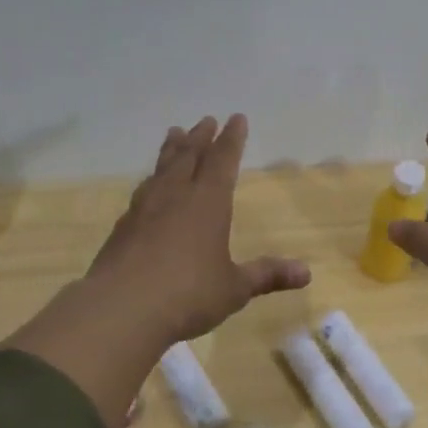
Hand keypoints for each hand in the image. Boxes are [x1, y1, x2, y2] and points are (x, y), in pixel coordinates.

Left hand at [84, 114, 309, 342]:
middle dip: (200, 137)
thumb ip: (266, 275)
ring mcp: (144, 210)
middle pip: (189, 157)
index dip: (232, 139)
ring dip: (171, 150)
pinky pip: (142, 192)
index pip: (223, 161)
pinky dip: (151, 181)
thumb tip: (307, 273)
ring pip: (161, 169)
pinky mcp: (122, 229)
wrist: (121, 309)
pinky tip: (149, 188)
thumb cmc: (189, 294)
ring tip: (174, 134)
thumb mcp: (235, 288)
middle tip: (205, 120)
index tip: (236, 118)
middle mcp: (175, 197)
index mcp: (208, 203)